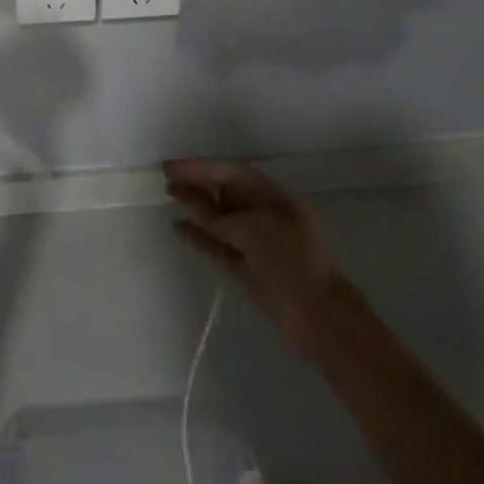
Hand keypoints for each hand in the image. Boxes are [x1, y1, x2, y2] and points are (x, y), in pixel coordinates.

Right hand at [164, 158, 338, 352]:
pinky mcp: (246, 269)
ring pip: (219, 218)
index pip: (232, 173)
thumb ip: (220, 217)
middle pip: (225, 193)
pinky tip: (177, 228)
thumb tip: (197, 212)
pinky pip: (217, 246)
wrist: (317, 316)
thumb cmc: (289, 259)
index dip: (200, 167)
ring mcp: (256, 243)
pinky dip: (198, 236)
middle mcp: (265, 215)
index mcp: (274, 197)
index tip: (170, 167)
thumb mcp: (252, 228)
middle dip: (197, 183)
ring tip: (168, 196)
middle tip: (165, 178)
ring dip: (195, 207)